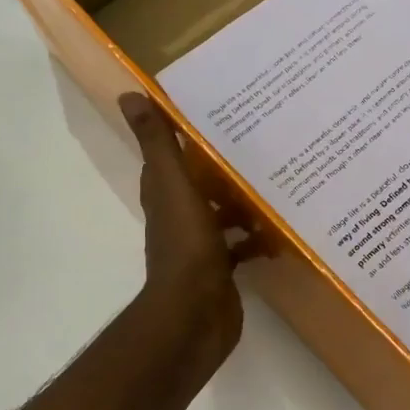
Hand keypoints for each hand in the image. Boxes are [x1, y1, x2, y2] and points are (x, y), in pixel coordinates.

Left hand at [120, 92, 258, 377]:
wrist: (195, 314)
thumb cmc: (186, 247)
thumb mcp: (174, 187)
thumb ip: (158, 144)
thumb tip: (128, 94)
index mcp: (165, 194)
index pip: (170, 156)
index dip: (186, 134)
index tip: (216, 112)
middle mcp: (179, 216)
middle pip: (201, 183)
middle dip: (225, 167)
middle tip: (262, 142)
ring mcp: (200, 245)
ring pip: (222, 213)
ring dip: (244, 201)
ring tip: (279, 180)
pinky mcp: (220, 269)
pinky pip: (239, 245)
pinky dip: (256, 238)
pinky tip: (281, 230)